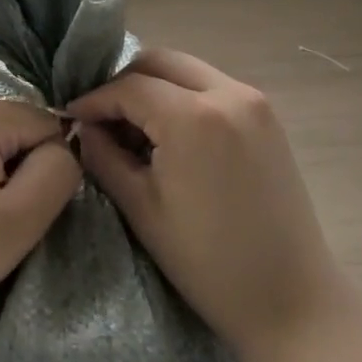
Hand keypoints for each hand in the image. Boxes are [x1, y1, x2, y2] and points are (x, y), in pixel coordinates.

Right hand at [67, 50, 346, 361]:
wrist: (291, 299)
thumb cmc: (207, 262)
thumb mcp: (141, 208)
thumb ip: (104, 156)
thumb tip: (85, 127)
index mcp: (193, 117)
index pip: (128, 87)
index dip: (93, 100)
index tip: (71, 118)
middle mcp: (228, 92)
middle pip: (160, 62)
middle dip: (124, 83)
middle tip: (101, 118)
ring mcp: (255, 102)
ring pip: (187, 71)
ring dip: (154, 88)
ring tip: (134, 129)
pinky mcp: (268, 117)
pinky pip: (212, 88)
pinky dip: (183, 98)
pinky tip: (170, 135)